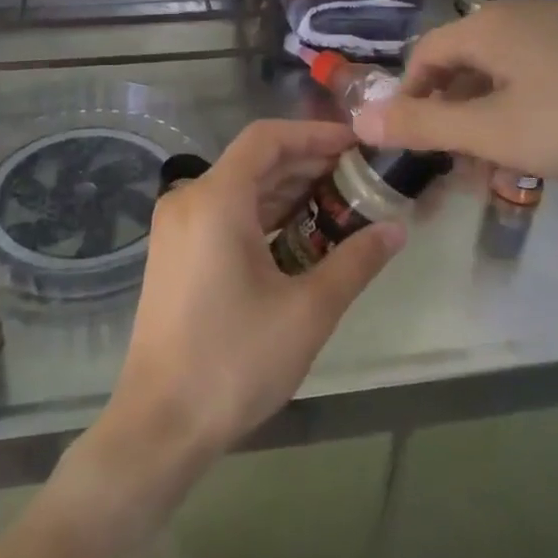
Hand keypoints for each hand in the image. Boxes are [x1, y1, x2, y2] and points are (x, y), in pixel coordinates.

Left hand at [83, 120, 405, 509]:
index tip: (356, 145)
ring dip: (287, 191)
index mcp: (216, 199)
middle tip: (359, 178)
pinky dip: (263, 215)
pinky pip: (225, 214)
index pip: (267, 139)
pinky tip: (300, 235)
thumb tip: (396, 229)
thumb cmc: (234, 360)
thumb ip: (355, 262)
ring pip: (240, 189)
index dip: (314, 134)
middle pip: (255, 162)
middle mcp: (189, 199)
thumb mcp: (307, 311)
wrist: (160, 423)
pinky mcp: (175, 252)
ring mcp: (177, 226)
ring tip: (340, 204)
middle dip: (307, 164)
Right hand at [355, 0, 557, 185]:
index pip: (424, 54)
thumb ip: (423, 126)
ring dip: (489, 107)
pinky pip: (541, 66)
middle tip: (458, 157)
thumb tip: (358, 118)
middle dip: (451, 108)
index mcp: (487, 26)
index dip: (409, 95)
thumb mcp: (493, 132)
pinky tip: (550, 133)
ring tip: (502, 154)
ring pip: (505, 65)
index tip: (413, 139)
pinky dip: (526, 98)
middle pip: (464, 58)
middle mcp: (520, 13)